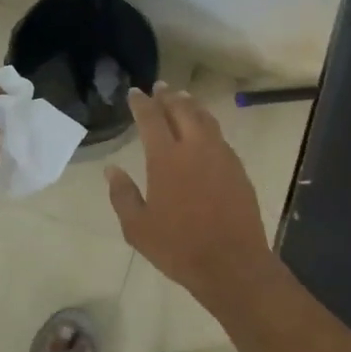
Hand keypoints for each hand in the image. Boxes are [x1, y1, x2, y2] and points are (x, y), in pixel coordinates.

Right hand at [105, 84, 277, 311]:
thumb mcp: (138, 228)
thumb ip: (123, 195)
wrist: (232, 263)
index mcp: (166, 158)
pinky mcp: (238, 169)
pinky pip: (220, 137)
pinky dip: (207, 126)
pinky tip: (204, 132)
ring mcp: (221, 156)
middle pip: (182, 110)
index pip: (151, 118)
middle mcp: (195, 148)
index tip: (135, 92)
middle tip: (160, 88)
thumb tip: (111, 170)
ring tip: (182, 99)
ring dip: (191, 106)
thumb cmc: (178, 247)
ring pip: (205, 119)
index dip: (141, 103)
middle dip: (168, 96)